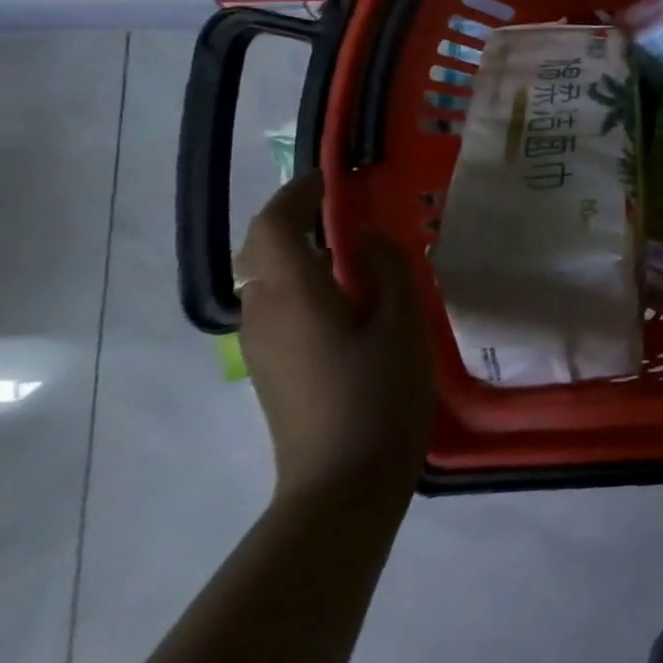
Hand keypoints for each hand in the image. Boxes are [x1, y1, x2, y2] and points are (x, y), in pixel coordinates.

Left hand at [233, 172, 433, 509]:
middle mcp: (264, 313)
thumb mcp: (402, 323)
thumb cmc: (379, 397)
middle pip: (261, 249)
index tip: (332, 177)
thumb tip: (367, 238)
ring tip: (351, 246)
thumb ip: (386, 268)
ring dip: (298, 250)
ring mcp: (263, 345)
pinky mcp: (274, 368)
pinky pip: (278, 305)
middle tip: (341, 207)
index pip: (275, 225)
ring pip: (266, 279)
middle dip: (293, 219)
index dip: (298, 193)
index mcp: (294, 296)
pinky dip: (302, 280)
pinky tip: (346, 294)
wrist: (342, 485)